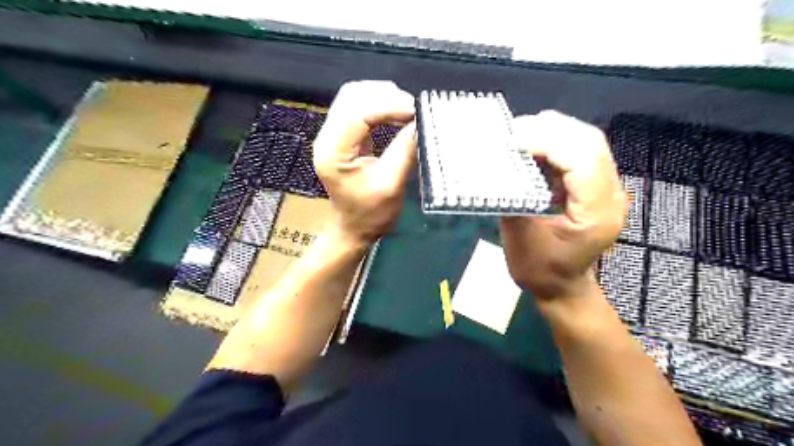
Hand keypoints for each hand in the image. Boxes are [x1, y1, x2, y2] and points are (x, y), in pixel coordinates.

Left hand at [313, 82, 416, 244]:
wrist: (354, 227)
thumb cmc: (371, 214)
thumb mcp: (392, 185)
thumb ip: (404, 151)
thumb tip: (420, 122)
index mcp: (333, 152)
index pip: (357, 113)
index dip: (387, 106)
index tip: (415, 111)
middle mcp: (326, 138)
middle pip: (351, 97)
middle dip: (384, 96)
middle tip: (413, 108)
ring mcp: (332, 135)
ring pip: (353, 97)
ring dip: (381, 96)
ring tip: (406, 108)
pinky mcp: (342, 135)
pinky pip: (357, 107)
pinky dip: (378, 104)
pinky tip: (395, 111)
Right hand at [502, 110, 626, 300]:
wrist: (562, 287)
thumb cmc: (540, 270)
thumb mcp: (520, 238)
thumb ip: (513, 198)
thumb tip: (498, 165)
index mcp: (596, 213)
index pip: (582, 160)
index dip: (547, 142)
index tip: (511, 141)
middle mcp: (611, 195)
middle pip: (590, 142)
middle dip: (550, 129)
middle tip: (513, 130)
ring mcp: (607, 189)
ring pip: (587, 142)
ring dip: (553, 132)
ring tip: (520, 134)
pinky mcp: (596, 187)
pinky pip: (580, 153)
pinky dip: (555, 143)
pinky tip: (533, 146)